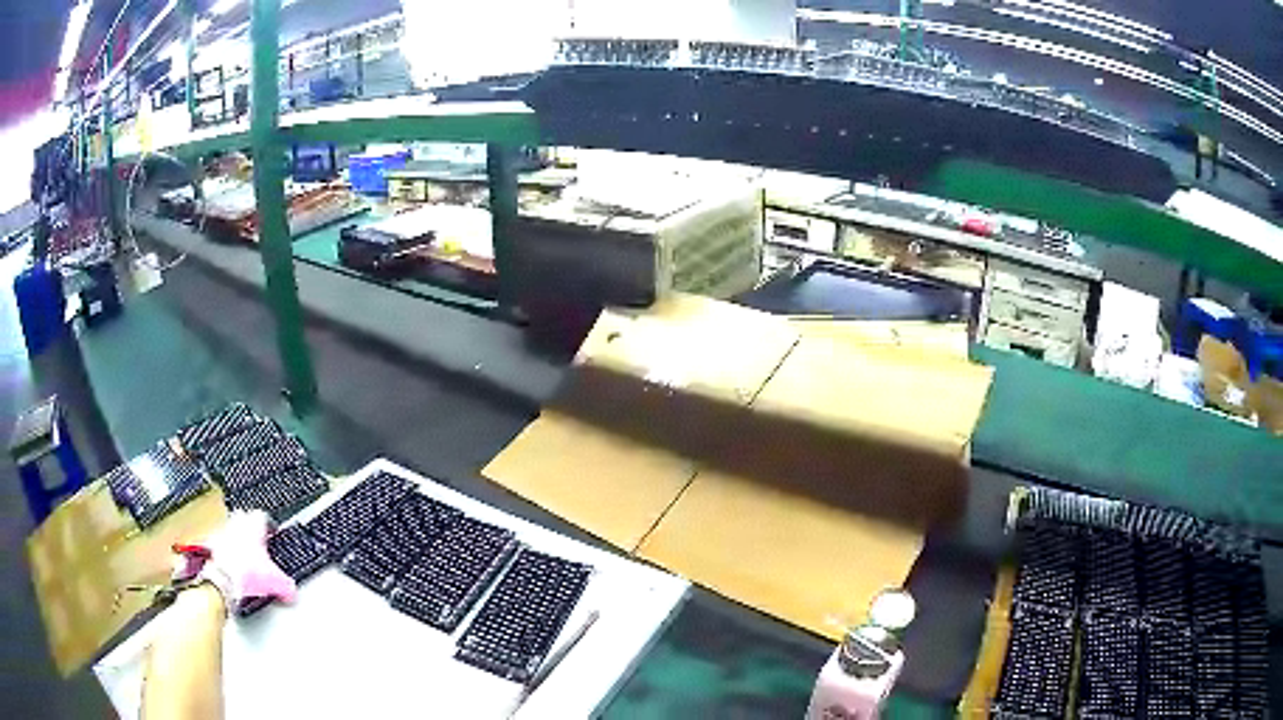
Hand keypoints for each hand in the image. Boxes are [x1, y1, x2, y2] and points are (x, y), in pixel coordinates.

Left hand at [198, 510, 297, 611]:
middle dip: (249, 529)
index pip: (262, 516)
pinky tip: (231, 566)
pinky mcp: (212, 546)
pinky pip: (219, 544)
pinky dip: (225, 553)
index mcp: (254, 526)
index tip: (271, 535)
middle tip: (256, 543)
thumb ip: (287, 584)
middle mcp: (237, 525)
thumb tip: (291, 590)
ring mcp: (222, 534)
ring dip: (236, 540)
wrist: (223, 579)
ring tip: (243, 556)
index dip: (268, 526)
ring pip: (230, 530)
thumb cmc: (247, 573)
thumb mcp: (276, 582)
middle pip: (243, 518)